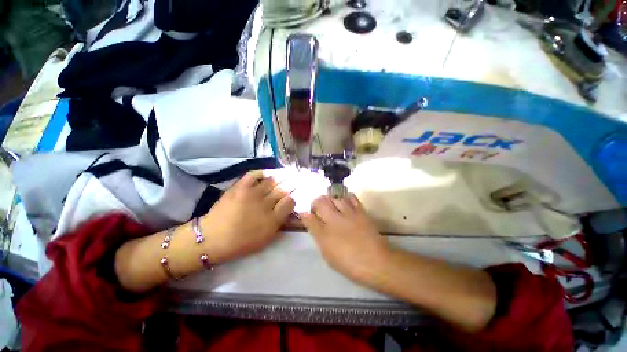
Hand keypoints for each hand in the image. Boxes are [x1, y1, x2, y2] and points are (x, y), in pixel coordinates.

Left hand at [202, 171, 294, 262]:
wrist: (213, 238)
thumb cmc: (241, 242)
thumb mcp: (265, 239)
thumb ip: (280, 225)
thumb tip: (289, 213)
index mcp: (272, 219)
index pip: (290, 202)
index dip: (293, 198)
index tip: (292, 197)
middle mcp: (265, 204)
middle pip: (283, 189)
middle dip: (291, 184)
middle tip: (296, 179)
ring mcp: (252, 193)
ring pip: (272, 181)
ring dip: (282, 176)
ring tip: (287, 173)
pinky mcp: (240, 187)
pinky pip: (254, 175)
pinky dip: (262, 172)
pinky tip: (268, 173)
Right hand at [302, 194, 390, 282]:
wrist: (376, 262)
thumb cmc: (349, 262)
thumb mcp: (328, 253)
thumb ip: (317, 234)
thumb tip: (308, 219)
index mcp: (325, 234)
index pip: (310, 218)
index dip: (306, 214)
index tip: (307, 215)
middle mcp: (335, 219)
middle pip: (321, 202)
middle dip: (316, 202)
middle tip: (318, 209)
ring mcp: (348, 213)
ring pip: (334, 197)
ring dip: (329, 199)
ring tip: (330, 205)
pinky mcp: (360, 211)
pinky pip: (351, 197)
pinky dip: (345, 197)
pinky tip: (344, 202)